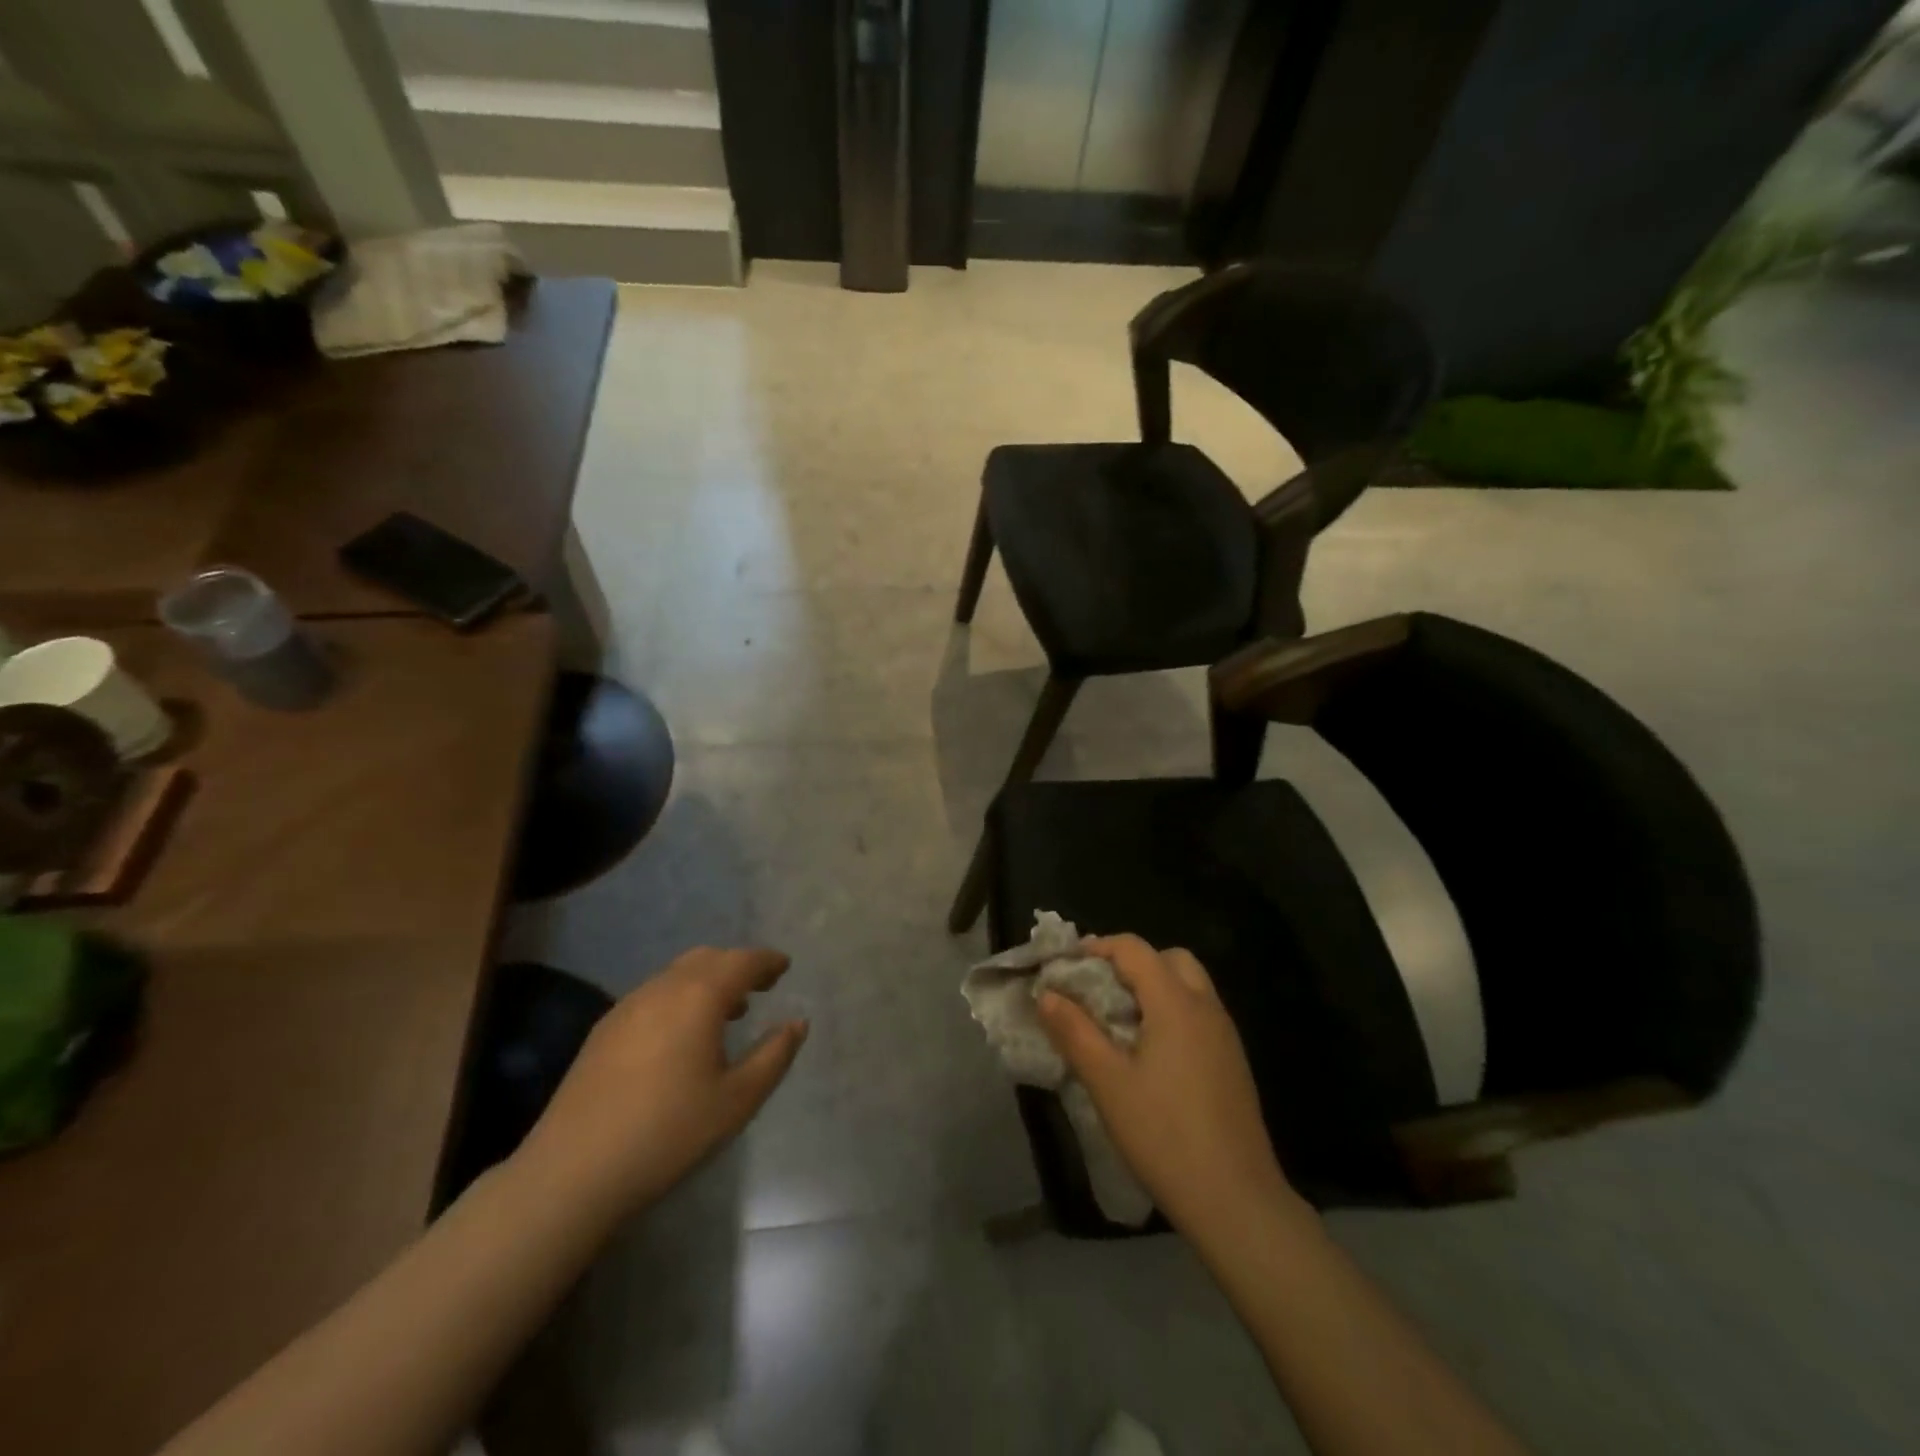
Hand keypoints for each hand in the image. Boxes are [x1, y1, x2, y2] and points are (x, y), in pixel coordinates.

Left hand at [516, 947, 806, 1220]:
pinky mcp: (604, 1029)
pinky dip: (679, 997)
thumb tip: (797, 1023)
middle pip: (708, 959)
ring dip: (707, 981)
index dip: (767, 961)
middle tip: (759, 986)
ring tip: (727, 1012)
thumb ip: (774, 1056)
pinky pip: (653, 994)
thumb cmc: (668, 1133)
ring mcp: (628, 1006)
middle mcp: (663, 988)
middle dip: (737, 966)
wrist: (572, 1171)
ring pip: (677, 974)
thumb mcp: (737, 1100)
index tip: (784, 966)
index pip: (742, 962)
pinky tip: (681, 1035)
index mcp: (699, 996)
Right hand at [1037, 935, 1296, 1237]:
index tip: (1065, 967)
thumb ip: (1075, 1032)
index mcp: (1176, 1003)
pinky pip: (1199, 1014)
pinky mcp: (1233, 1063)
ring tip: (1118, 1021)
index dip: (1097, 948)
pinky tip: (1150, 1054)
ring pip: (1189, 986)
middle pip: (1169, 959)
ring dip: (1153, 987)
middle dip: (1131, 963)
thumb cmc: (1164, 1136)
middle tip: (1097, 990)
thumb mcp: (1108, 1083)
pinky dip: (1172, 1012)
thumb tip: (1046, 994)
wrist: (1237, 1201)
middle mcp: (1206, 1008)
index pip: (1134, 949)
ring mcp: (1225, 1036)